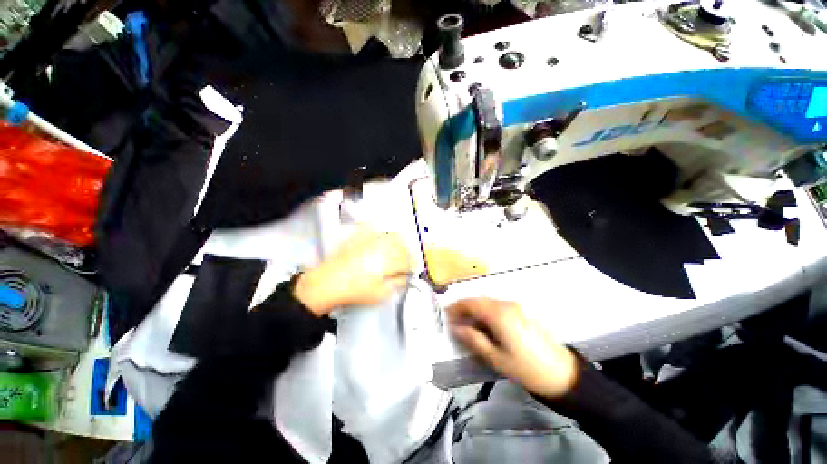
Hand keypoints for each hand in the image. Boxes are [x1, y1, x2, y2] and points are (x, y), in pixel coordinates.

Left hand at [293, 228, 411, 315]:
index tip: (409, 273)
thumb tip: (406, 279)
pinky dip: (380, 232)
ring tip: (395, 252)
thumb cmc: (355, 290)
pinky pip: (373, 228)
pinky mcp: (359, 237)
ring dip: (398, 243)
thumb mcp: (381, 294)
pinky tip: (380, 237)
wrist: (328, 283)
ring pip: (392, 235)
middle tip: (404, 264)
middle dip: (406, 255)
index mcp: (391, 260)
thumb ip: (397, 284)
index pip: (409, 261)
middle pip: (403, 246)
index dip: (411, 268)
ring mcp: (370, 239)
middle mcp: (383, 246)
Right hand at [447, 298, 578, 397]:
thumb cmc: (526, 368)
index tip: (446, 315)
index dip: (456, 307)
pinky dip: (486, 312)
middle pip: (479, 300)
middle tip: (454, 321)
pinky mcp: (521, 312)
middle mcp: (506, 305)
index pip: (471, 303)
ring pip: (488, 303)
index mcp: (499, 314)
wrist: (563, 374)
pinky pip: (497, 307)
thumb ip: (473, 339)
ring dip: (475, 310)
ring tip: (467, 325)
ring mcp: (516, 307)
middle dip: (464, 308)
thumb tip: (455, 327)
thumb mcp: (496, 358)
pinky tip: (484, 325)